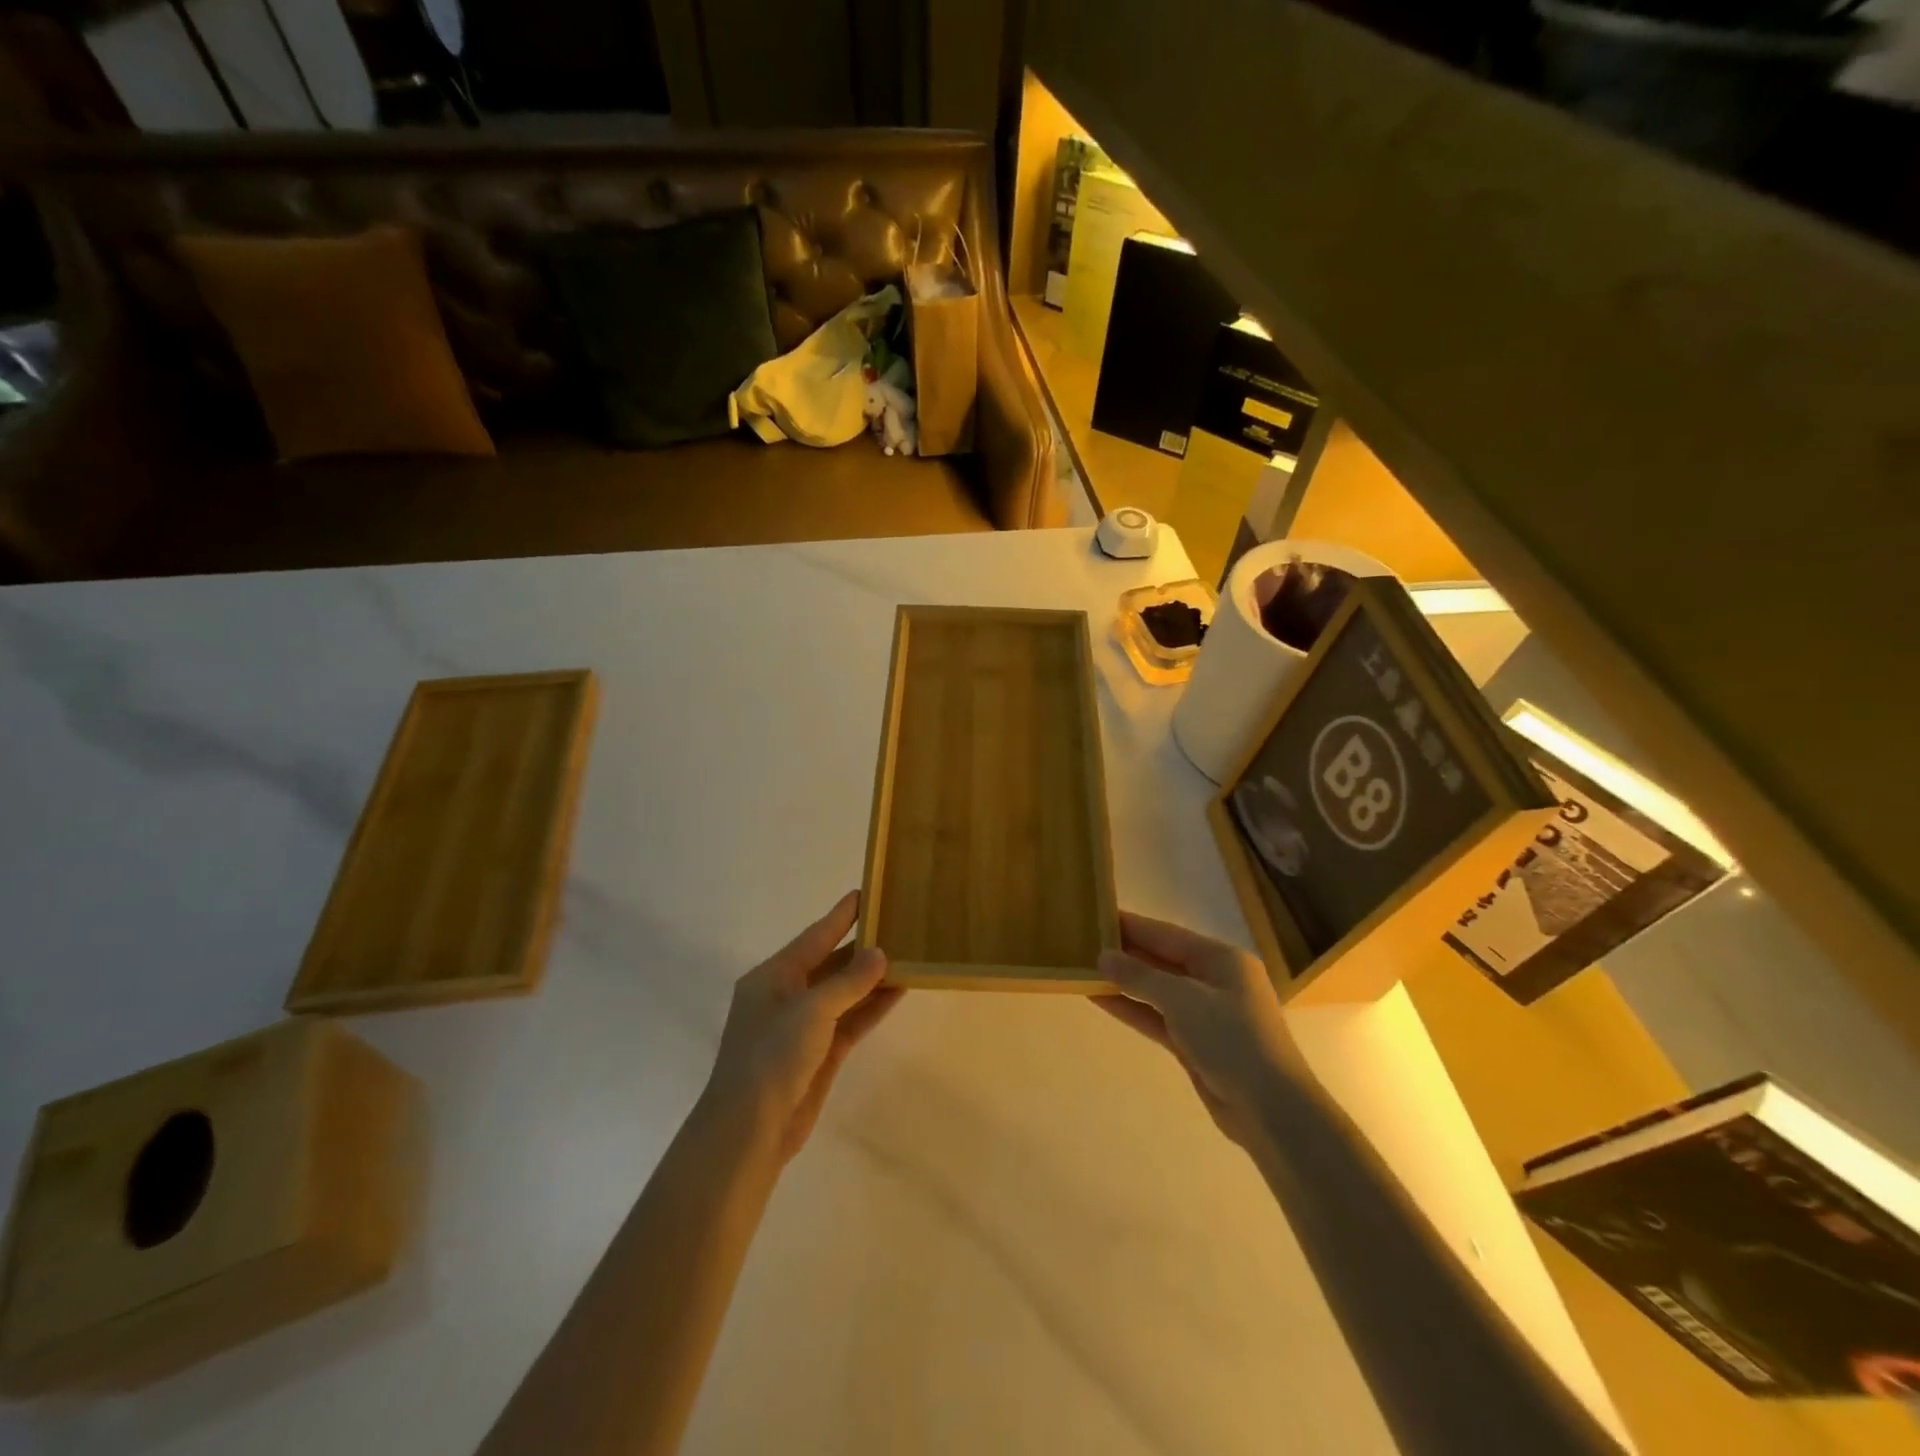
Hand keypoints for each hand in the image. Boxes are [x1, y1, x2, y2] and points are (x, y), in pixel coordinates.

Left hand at [701, 890, 902, 1160]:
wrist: (750, 1129)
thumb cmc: (772, 1056)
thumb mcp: (811, 1010)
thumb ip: (848, 981)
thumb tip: (880, 954)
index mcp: (773, 977)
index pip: (814, 937)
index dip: (841, 916)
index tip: (866, 894)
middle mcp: (787, 996)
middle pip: (830, 963)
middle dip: (862, 947)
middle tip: (897, 925)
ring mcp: (804, 1027)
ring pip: (844, 993)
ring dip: (872, 978)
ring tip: (907, 955)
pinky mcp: (820, 1054)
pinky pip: (851, 1020)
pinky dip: (872, 1006)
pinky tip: (899, 991)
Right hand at [1093, 912, 1303, 1149]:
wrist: (1271, 1109)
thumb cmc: (1232, 1038)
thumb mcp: (1183, 999)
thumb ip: (1140, 976)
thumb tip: (1104, 957)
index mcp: (1222, 959)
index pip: (1167, 935)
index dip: (1132, 926)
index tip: (1098, 915)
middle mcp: (1215, 981)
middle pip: (1162, 960)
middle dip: (1126, 953)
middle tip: (1084, 943)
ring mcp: (1206, 1014)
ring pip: (1157, 990)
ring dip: (1124, 982)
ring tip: (1085, 969)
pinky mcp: (1196, 1044)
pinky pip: (1157, 1017)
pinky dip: (1132, 1008)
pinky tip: (1101, 999)